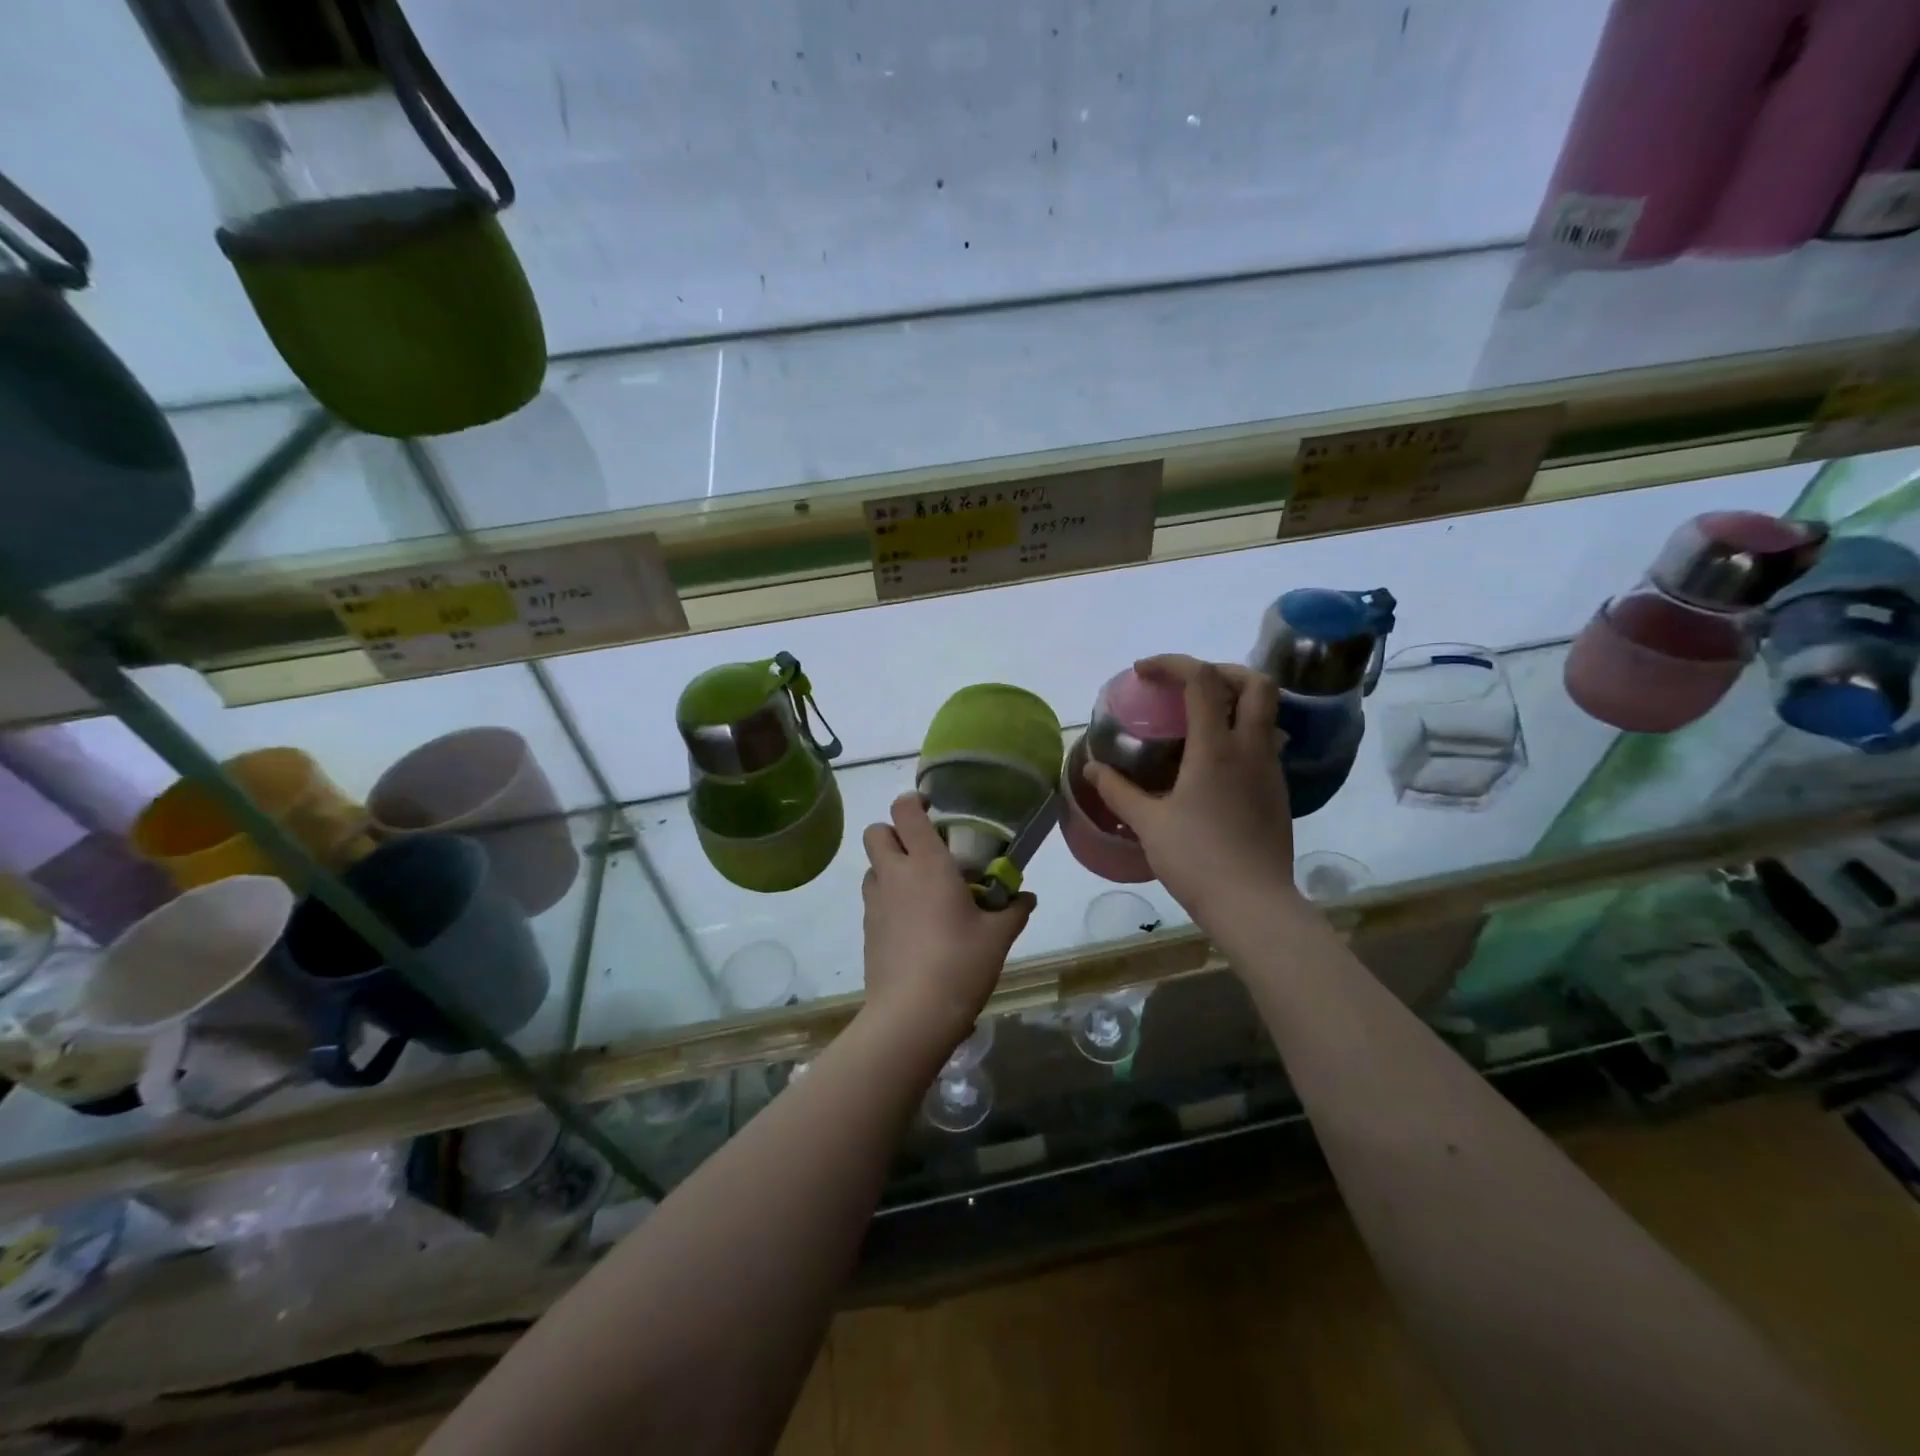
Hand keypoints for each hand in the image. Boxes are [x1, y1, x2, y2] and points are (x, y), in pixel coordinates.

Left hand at [860, 793, 1034, 1050]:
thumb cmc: (960, 964)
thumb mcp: (998, 937)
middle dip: (894, 832)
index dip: (913, 802)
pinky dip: (888, 898)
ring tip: (919, 890)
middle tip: (924, 850)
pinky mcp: (866, 929)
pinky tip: (913, 924)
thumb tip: (1026, 897)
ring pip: (872, 866)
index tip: (932, 810)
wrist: (912, 1015)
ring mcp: (874, 902)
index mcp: (927, 863)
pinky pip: (873, 899)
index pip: (904, 810)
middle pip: (876, 831)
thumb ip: (1013, 910)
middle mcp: (894, 874)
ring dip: (890, 866)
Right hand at [1084, 655, 1298, 926]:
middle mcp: (1250, 749)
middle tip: (1187, 684)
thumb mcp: (1149, 824)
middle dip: (1221, 669)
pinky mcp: (1278, 792)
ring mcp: (1270, 770)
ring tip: (1200, 718)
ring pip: (1267, 712)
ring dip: (1236, 700)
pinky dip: (1241, 732)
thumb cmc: (1197, 860)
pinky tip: (1214, 762)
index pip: (1201, 680)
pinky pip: (1264, 743)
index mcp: (1215, 748)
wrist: (1253, 905)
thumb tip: (1092, 767)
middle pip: (1255, 683)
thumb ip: (1118, 791)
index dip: (1171, 663)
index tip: (1143, 672)